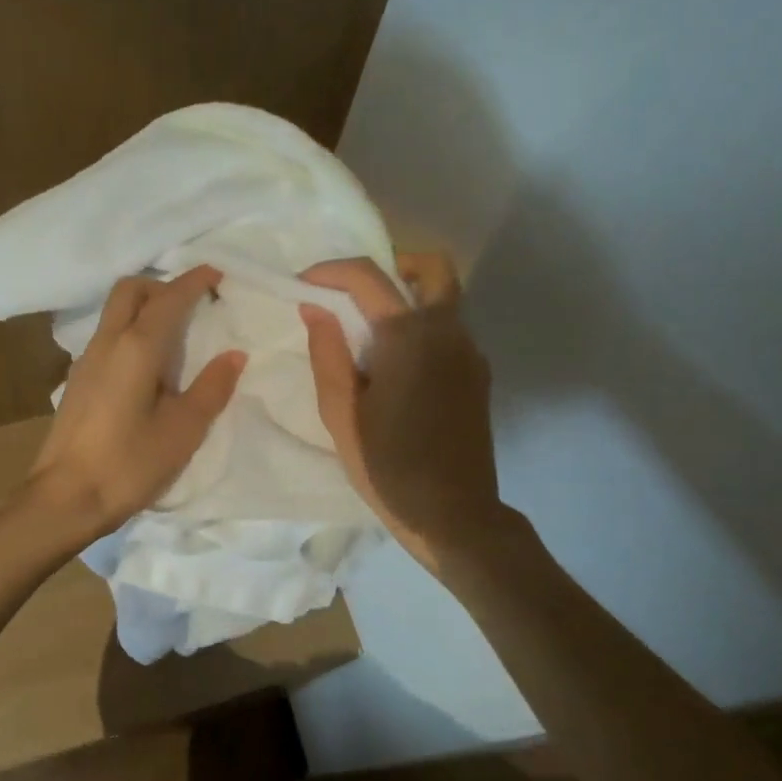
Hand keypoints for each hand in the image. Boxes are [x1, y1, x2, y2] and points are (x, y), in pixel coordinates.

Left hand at [25, 266, 245, 542]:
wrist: (65, 498)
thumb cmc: (129, 464)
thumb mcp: (183, 430)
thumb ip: (212, 388)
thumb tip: (235, 355)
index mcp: (137, 347)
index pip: (169, 298)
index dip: (195, 280)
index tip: (218, 273)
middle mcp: (108, 342)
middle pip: (131, 289)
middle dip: (163, 284)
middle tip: (194, 304)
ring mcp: (87, 360)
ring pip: (115, 310)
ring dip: (145, 306)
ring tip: (177, 333)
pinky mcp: (78, 380)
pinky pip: (109, 335)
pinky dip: (132, 329)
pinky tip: (149, 364)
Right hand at [300, 254, 504, 570]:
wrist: (454, 516)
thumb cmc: (387, 467)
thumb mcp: (341, 415)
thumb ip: (327, 354)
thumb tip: (314, 308)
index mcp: (409, 338)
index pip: (369, 277)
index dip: (330, 271)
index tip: (303, 283)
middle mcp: (448, 332)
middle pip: (433, 267)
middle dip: (392, 265)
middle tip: (354, 292)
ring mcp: (470, 352)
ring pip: (445, 296)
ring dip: (407, 295)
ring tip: (368, 331)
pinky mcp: (478, 374)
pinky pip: (450, 328)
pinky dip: (422, 324)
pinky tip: (394, 365)